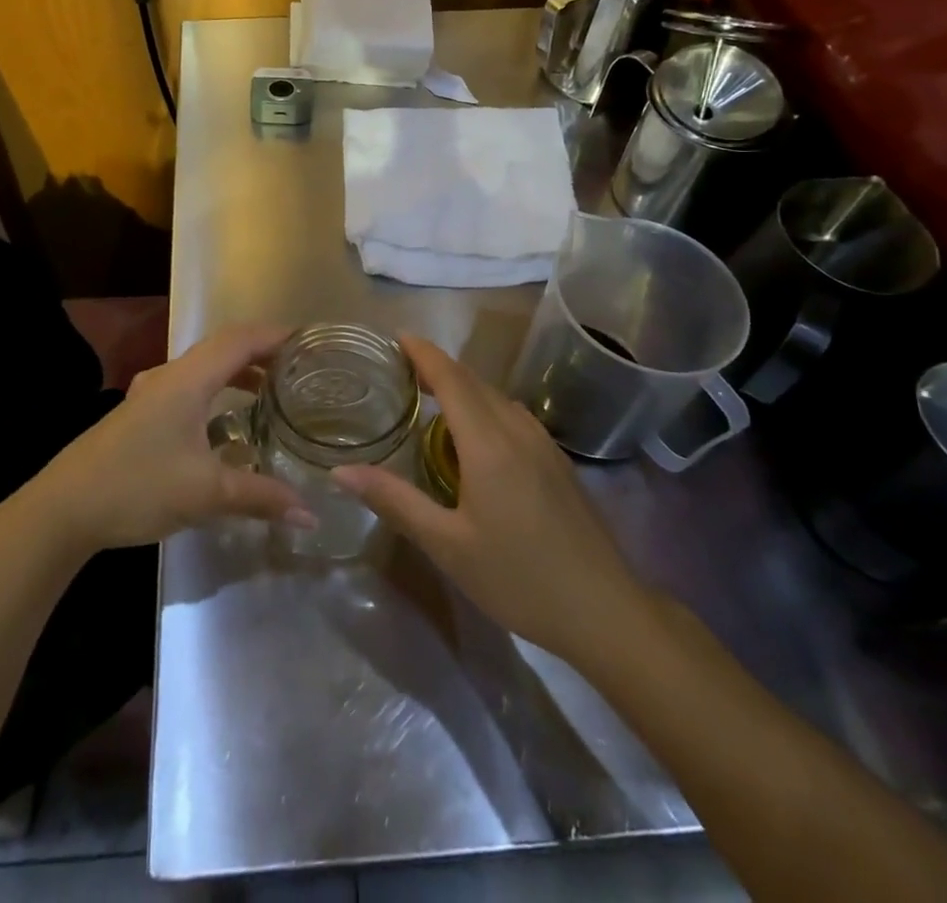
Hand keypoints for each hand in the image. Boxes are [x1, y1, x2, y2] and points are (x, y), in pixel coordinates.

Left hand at [31, 323, 314, 552]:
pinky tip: (225, 425)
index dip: (275, 336)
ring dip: (237, 373)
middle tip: (298, 369)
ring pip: (203, 369)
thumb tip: (310, 515)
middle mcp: (169, 376)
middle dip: (261, 353)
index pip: (240, 340)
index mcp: (187, 379)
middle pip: (223, 348)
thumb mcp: (205, 493)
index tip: (310, 342)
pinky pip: (189, 388)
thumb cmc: (136, 486)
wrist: (61, 509)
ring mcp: (150, 395)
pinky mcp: (139, 415)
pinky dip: (216, 392)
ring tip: (270, 392)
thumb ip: (260, 497)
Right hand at [332, 335, 652, 662]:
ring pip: (496, 397)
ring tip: (431, 396)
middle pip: (474, 381)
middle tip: (402, 366)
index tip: (397, 336)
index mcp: (488, 443)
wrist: (605, 610)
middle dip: (438, 366)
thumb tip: (341, 472)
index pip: (451, 379)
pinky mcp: (557, 462)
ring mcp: (543, 444)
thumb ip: (395, 501)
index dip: (424, 353)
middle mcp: (517, 430)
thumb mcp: (447, 545)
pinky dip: (484, 406)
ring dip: (463, 386)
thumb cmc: (519, 578)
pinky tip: (475, 435)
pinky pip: (513, 415)